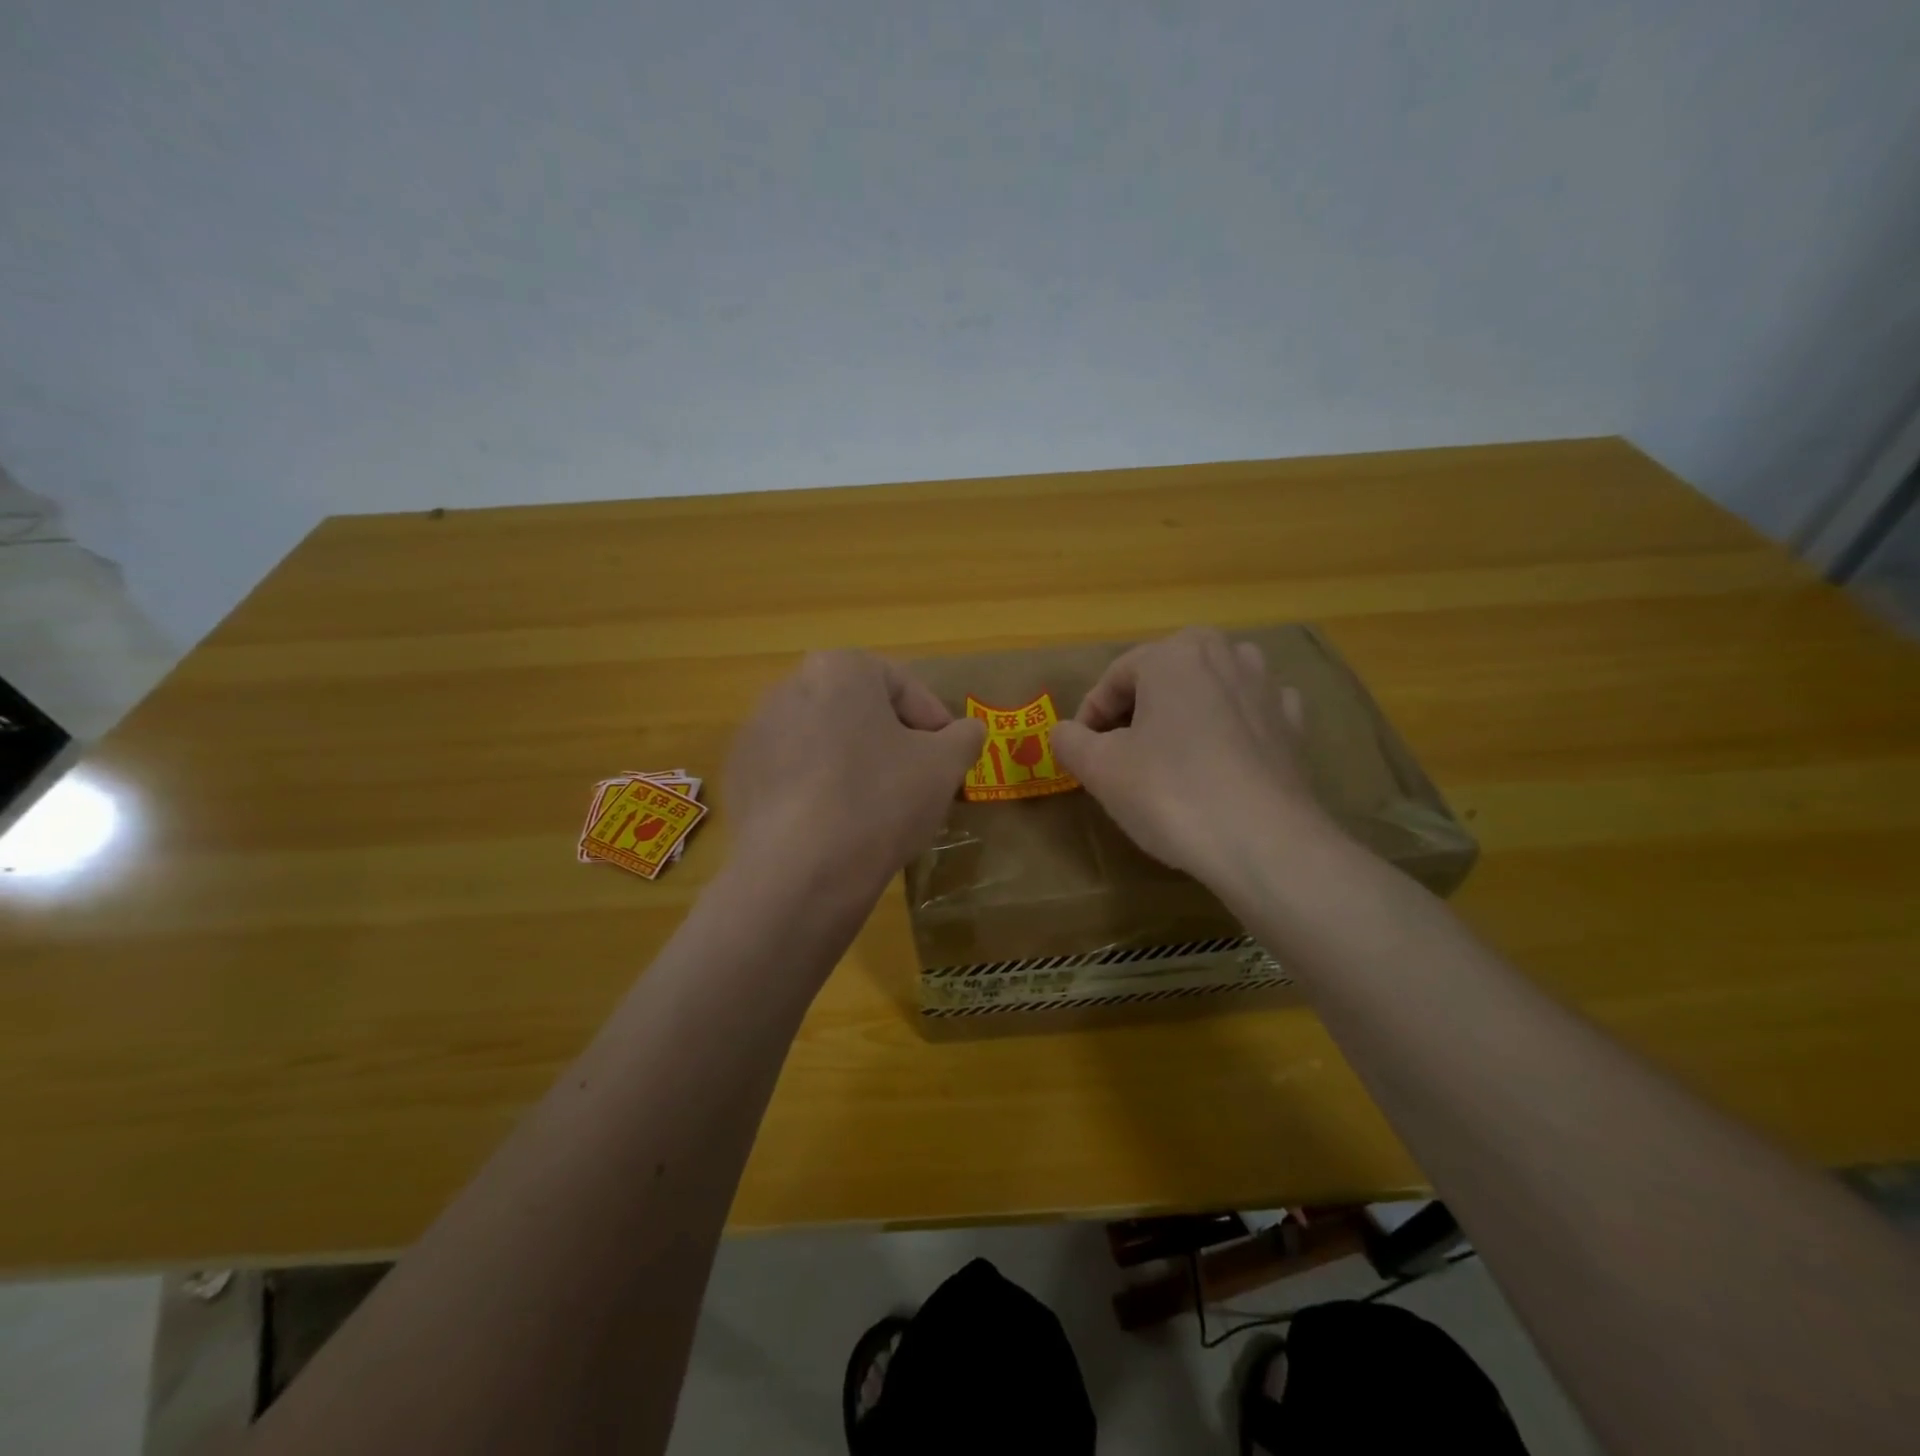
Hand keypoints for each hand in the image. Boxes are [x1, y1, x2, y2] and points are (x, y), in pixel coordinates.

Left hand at [725, 651, 985, 894]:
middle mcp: (790, 686)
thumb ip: (964, 737)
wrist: (799, 872)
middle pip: (859, 709)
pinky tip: (835, 825)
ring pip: (824, 740)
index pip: (903, 685)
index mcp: (841, 669)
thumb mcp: (944, 766)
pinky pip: (793, 772)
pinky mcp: (739, 775)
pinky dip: (817, 788)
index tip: (950, 756)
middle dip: (891, 740)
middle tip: (916, 779)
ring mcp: (757, 731)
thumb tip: (968, 730)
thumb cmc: (881, 801)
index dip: (935, 721)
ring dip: (853, 762)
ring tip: (876, 806)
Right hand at [1050, 628, 1335, 887]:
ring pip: (1211, 687)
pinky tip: (1222, 756)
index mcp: (1174, 655)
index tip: (1081, 752)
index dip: (1091, 715)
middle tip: (1121, 752)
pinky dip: (1232, 726)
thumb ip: (1071, 740)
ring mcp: (1266, 687)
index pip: (1115, 678)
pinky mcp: (1293, 725)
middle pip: (1164, 675)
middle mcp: (1224, 655)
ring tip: (1170, 752)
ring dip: (1186, 710)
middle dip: (1138, 708)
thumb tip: (1064, 732)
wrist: (1263, 843)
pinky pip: (1251, 712)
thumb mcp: (1100, 769)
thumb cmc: (1171, 793)